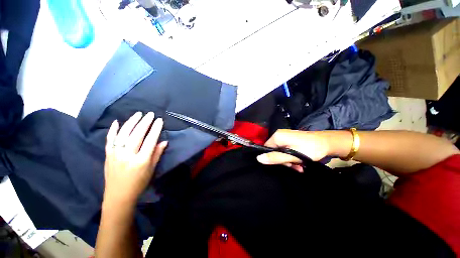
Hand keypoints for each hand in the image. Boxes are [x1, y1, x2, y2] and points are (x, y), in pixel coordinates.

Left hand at [103, 112, 166, 205]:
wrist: (118, 196)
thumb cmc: (139, 183)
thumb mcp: (152, 169)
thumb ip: (157, 154)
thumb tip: (164, 141)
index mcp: (141, 160)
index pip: (150, 140)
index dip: (155, 129)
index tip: (159, 120)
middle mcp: (128, 155)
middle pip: (137, 135)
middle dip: (144, 123)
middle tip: (150, 114)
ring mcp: (116, 154)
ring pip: (123, 135)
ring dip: (131, 123)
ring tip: (138, 114)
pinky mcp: (108, 155)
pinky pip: (109, 140)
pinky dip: (113, 130)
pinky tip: (117, 122)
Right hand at [256, 129, 332, 171]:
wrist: (328, 142)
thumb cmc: (310, 149)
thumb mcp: (292, 156)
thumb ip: (275, 157)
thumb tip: (258, 159)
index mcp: (277, 136)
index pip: (266, 148)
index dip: (272, 158)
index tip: (282, 164)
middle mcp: (279, 135)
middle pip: (274, 150)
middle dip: (283, 160)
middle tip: (293, 166)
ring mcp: (285, 136)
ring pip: (280, 151)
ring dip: (288, 160)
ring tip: (299, 166)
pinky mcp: (290, 139)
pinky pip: (286, 149)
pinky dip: (291, 156)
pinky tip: (299, 162)